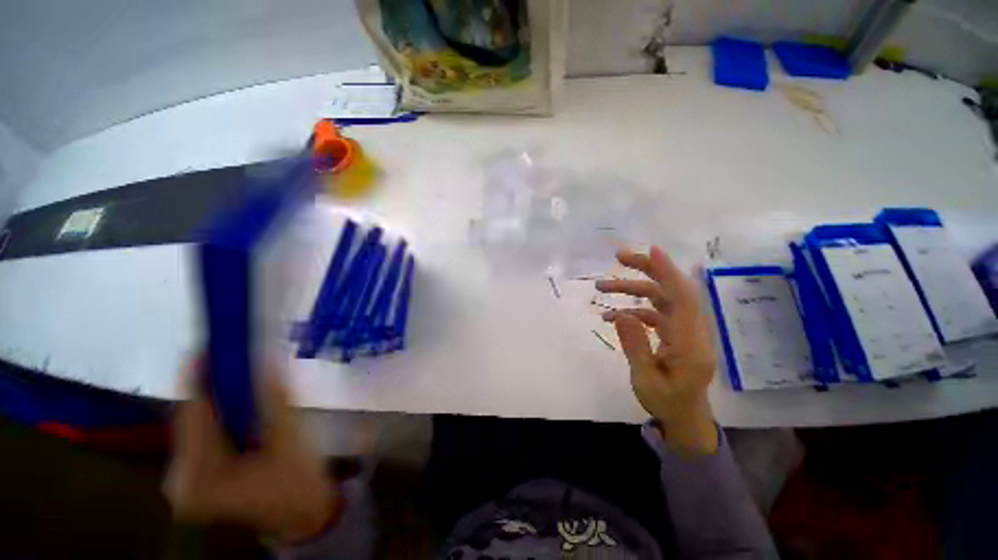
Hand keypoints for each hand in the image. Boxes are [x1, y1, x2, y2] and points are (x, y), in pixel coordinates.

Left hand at [165, 358, 336, 542]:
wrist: (302, 519)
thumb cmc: (298, 485)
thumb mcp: (290, 440)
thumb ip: (275, 402)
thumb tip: (265, 364)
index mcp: (200, 476)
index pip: (193, 417)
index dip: (198, 379)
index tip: (207, 346)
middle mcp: (182, 479)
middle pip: (191, 421)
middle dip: (211, 388)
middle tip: (233, 357)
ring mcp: (188, 481)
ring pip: (198, 428)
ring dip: (218, 401)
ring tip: (239, 376)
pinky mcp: (200, 478)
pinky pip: (205, 438)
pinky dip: (221, 417)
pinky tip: (240, 406)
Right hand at [596, 246, 718, 455]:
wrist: (685, 416)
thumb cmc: (668, 402)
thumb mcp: (646, 380)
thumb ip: (635, 347)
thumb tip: (621, 315)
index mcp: (690, 344)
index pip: (683, 299)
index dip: (668, 272)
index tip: (651, 250)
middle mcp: (690, 331)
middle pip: (672, 289)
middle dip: (647, 269)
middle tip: (619, 258)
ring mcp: (681, 330)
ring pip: (659, 298)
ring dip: (631, 289)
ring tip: (601, 287)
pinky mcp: (672, 332)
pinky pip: (652, 312)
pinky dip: (631, 310)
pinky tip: (610, 316)